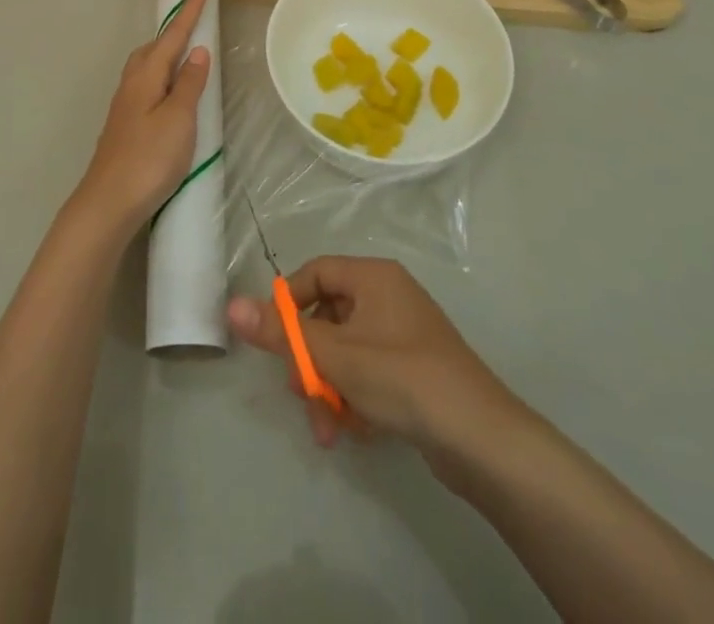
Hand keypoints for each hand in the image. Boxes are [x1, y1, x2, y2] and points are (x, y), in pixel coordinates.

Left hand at [73, 0, 212, 233]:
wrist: (108, 202)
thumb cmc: (149, 159)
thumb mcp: (178, 119)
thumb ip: (189, 84)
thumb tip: (198, 50)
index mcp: (146, 76)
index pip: (173, 35)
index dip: (189, 11)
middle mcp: (131, 84)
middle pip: (154, 48)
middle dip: (174, 32)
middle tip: (195, 23)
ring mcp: (125, 106)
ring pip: (146, 67)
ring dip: (165, 55)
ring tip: (185, 57)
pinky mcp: (125, 125)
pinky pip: (145, 86)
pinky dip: (161, 78)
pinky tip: (167, 95)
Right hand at [227, 255, 523, 456]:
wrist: (482, 439)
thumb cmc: (403, 379)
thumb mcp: (336, 356)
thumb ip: (282, 333)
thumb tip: (231, 305)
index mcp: (373, 277)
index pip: (315, 273)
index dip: (288, 304)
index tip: (274, 343)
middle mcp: (388, 295)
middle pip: (327, 316)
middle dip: (310, 362)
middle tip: (302, 396)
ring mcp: (403, 333)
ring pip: (345, 351)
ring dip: (329, 388)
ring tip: (329, 430)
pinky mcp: (413, 368)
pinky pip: (368, 371)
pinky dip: (355, 397)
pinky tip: (358, 430)